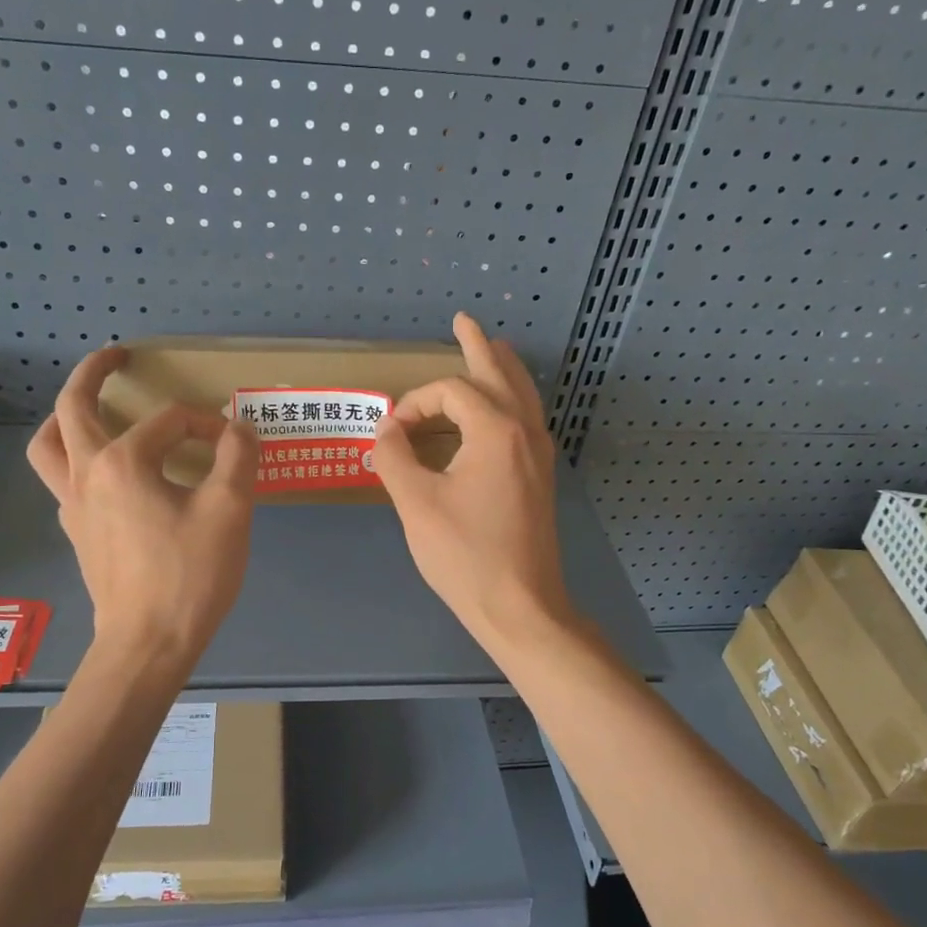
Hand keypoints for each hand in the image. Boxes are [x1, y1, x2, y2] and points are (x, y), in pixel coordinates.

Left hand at [28, 348, 258, 666]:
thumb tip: (239, 429)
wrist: (148, 643)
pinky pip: (64, 481)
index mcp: (123, 462)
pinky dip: (78, 461)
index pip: (170, 421)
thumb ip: (237, 458)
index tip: (235, 446)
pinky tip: (109, 475)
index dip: (208, 425)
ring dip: (65, 419)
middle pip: (72, 408)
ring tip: (88, 411)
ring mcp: (73, 507)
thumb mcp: (229, 511)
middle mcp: (87, 475)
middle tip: (116, 356)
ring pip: (49, 447)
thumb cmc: (189, 575)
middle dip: (93, 374)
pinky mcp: (77, 534)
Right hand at [372, 314, 572, 652]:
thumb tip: (386, 430)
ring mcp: (538, 455)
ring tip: (491, 348)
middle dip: (478, 345)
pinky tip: (496, 410)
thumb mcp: (415, 504)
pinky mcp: (539, 477)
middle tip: (464, 320)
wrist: (521, 606)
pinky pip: (525, 420)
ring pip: (522, 395)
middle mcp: (524, 432)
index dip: (414, 403)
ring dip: (501, 368)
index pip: (449, 391)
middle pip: (500, 373)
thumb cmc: (465, 556)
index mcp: (495, 430)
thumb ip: (394, 456)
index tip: (391, 434)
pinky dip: (509, 399)